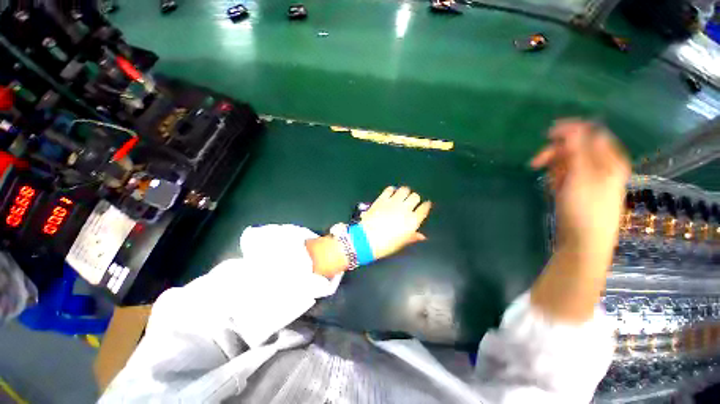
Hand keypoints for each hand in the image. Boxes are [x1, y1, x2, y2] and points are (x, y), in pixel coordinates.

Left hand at [360, 186, 431, 260]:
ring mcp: (393, 202)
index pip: (424, 208)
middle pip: (415, 196)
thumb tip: (422, 236)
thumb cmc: (386, 245)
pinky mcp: (382, 199)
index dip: (426, 205)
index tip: (425, 205)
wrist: (367, 239)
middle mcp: (405, 209)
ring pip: (404, 189)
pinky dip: (392, 190)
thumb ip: (412, 237)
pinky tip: (391, 194)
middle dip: (414, 199)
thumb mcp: (401, 242)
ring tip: (401, 196)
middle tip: (410, 202)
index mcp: (412, 221)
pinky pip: (390, 189)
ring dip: (405, 192)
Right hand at [530, 119, 630, 254]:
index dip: (570, 131)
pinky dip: (556, 178)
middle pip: (576, 147)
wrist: (583, 241)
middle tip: (536, 163)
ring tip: (550, 182)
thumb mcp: (581, 175)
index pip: (590, 133)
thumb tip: (571, 126)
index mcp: (610, 159)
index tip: (547, 135)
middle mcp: (602, 166)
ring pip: (568, 162)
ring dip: (554, 168)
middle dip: (555, 152)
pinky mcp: (578, 189)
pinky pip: (565, 175)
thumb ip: (578, 149)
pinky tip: (554, 188)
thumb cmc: (585, 208)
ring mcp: (589, 178)